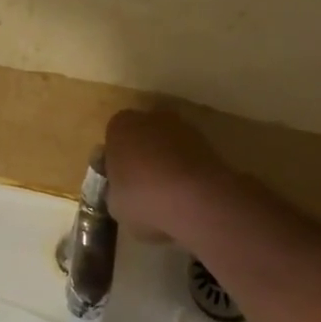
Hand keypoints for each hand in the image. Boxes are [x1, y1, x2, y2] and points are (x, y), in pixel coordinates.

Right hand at [103, 108, 229, 241]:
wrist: (196, 199)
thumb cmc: (143, 198)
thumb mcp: (114, 203)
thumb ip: (114, 190)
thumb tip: (120, 190)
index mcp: (120, 126)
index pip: (113, 138)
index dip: (116, 161)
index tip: (119, 182)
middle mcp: (150, 118)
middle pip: (142, 136)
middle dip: (141, 156)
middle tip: (142, 187)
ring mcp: (182, 127)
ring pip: (167, 144)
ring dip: (166, 162)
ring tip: (167, 194)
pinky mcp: (208, 141)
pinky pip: (188, 156)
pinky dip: (186, 170)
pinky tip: (186, 194)